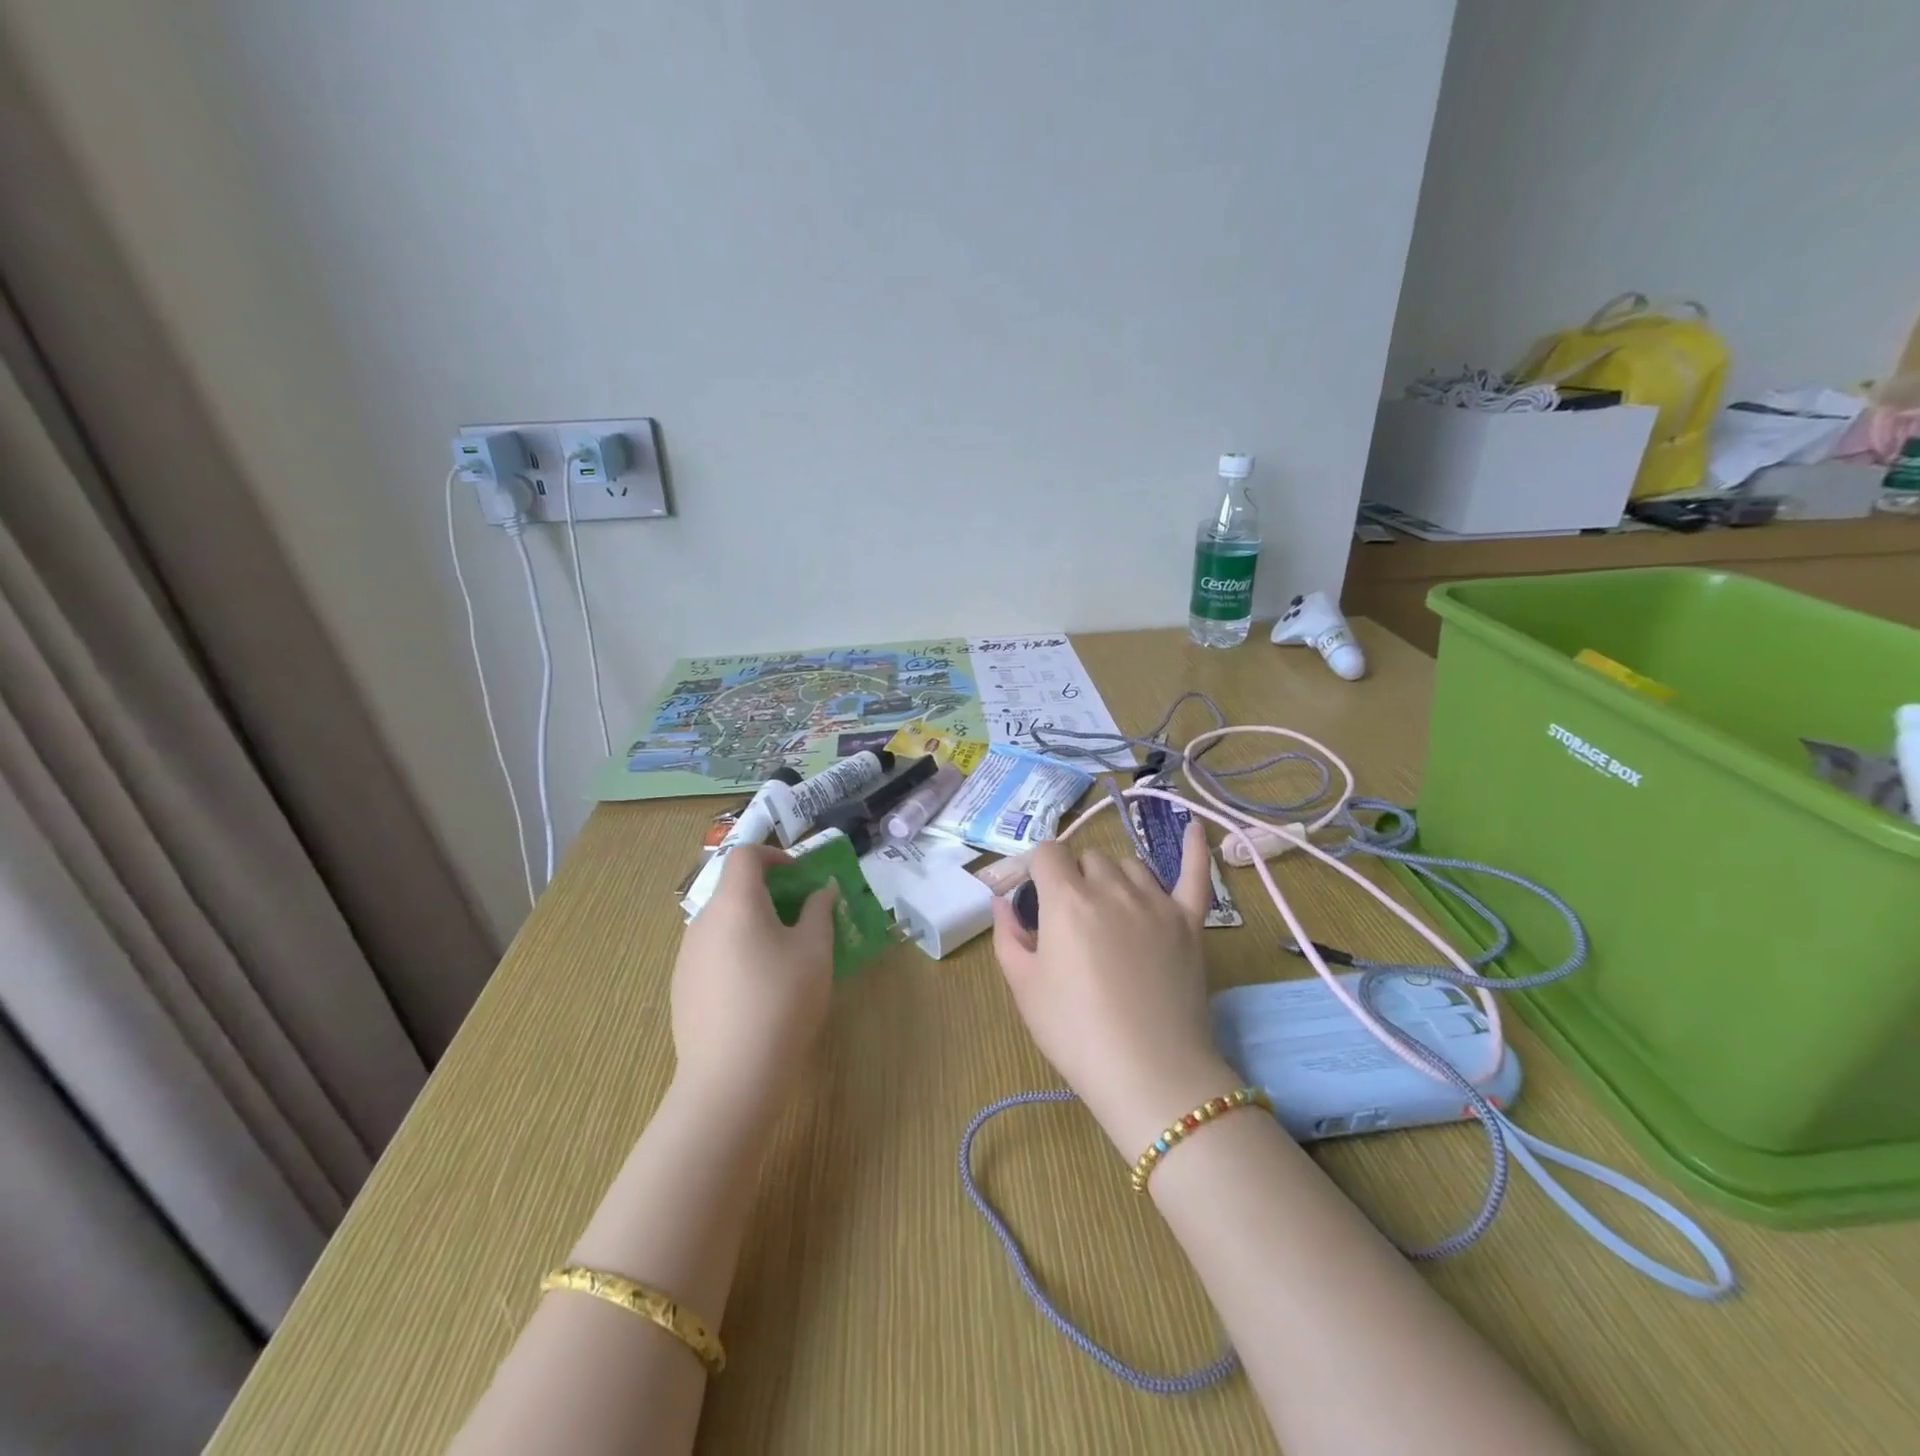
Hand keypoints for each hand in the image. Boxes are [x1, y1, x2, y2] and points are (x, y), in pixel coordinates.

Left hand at [670, 846, 837, 1123]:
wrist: (729, 1078)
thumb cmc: (780, 1003)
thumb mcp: (815, 952)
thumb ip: (819, 912)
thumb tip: (821, 890)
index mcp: (735, 903)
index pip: (745, 855)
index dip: (773, 855)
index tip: (799, 876)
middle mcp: (703, 921)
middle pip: (733, 889)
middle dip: (769, 894)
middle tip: (800, 919)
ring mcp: (686, 956)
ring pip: (723, 923)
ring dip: (752, 925)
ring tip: (782, 958)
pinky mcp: (681, 988)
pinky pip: (712, 953)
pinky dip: (736, 952)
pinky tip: (756, 992)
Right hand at [990, 819, 1239, 1156]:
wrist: (1151, 1074)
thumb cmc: (1076, 1032)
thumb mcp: (1024, 987)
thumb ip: (1008, 935)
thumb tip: (1001, 901)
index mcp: (1066, 899)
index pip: (1047, 853)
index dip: (1036, 870)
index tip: (1034, 896)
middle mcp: (1111, 887)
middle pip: (1088, 857)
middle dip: (1074, 878)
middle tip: (1071, 921)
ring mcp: (1156, 901)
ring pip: (1129, 864)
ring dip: (1113, 877)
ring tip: (1109, 911)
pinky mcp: (1189, 920)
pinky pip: (1195, 874)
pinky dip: (1195, 849)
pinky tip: (1194, 828)